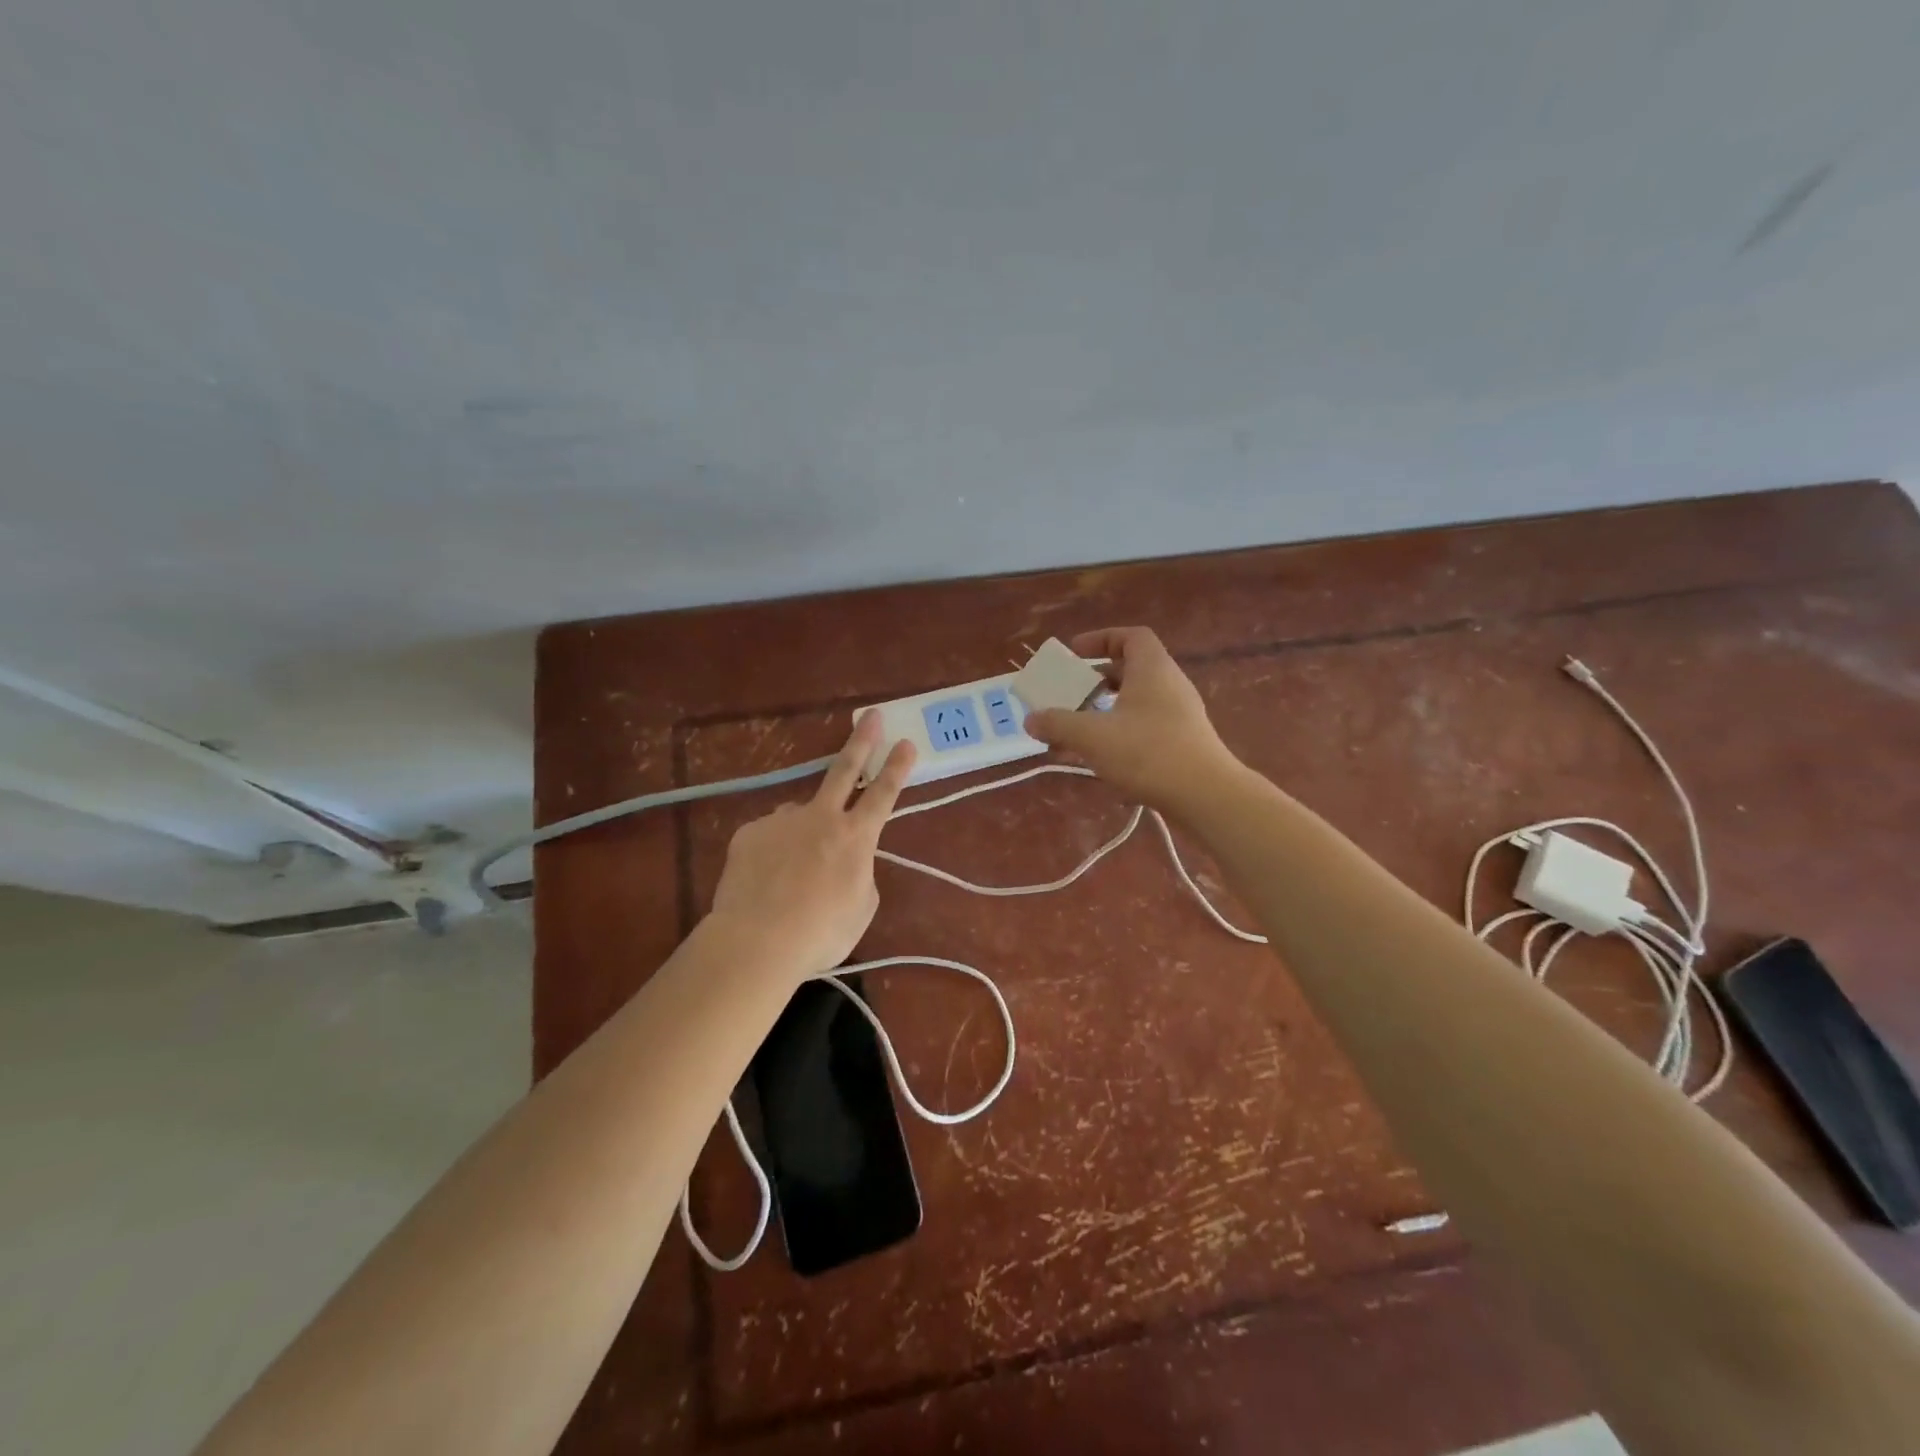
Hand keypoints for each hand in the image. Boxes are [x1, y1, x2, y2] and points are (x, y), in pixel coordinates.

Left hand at [707, 712, 915, 978]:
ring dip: (802, 833)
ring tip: (791, 872)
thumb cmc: (821, 932)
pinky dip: (772, 853)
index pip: (883, 794)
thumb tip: (844, 860)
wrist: (758, 940)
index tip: (906, 742)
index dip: (897, 768)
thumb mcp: (861, 907)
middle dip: (862, 742)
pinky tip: (766, 880)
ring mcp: (782, 821)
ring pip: (799, 816)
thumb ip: (858, 873)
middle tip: (872, 717)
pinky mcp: (749, 833)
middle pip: (844, 771)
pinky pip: (768, 837)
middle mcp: (820, 818)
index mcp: (855, 837)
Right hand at [1024, 627, 1241, 813]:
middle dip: (1095, 682)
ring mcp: (1179, 716)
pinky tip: (1098, 761)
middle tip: (1070, 696)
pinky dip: (1118, 736)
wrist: (1205, 796)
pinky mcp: (1182, 743)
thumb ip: (1058, 724)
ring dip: (1103, 714)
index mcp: (1152, 669)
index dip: (1101, 639)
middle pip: (1130, 671)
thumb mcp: (1093, 736)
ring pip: (1134, 704)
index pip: (1131, 637)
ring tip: (1075, 733)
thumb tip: (1030, 718)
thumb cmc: (1147, 753)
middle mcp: (1169, 685)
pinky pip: (1143, 728)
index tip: (1075, 654)